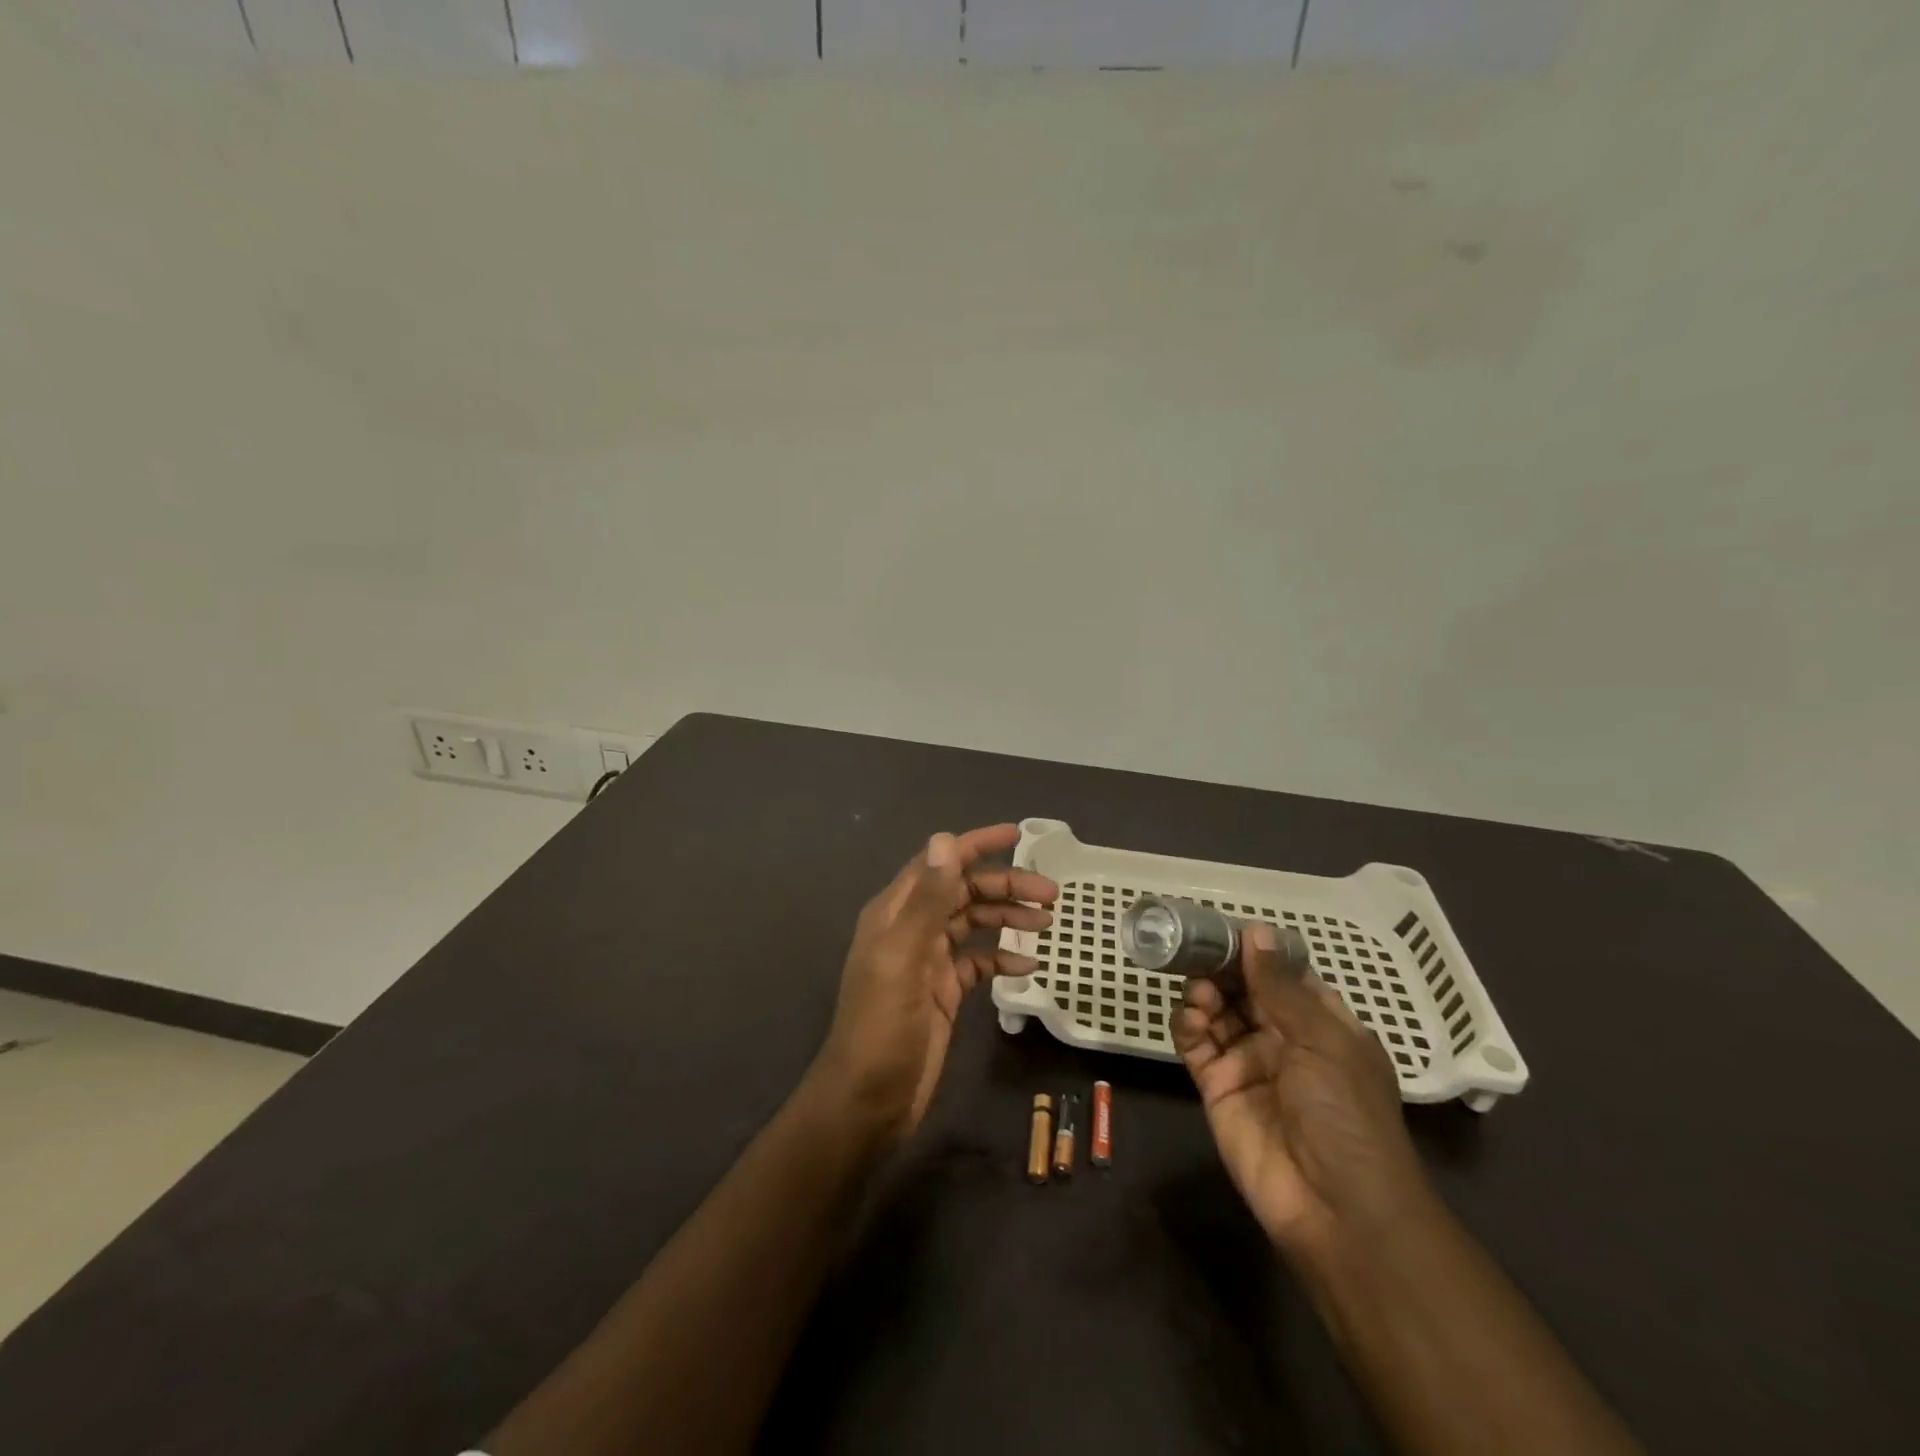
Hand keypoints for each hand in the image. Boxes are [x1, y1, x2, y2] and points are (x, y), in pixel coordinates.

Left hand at [811, 824, 1057, 1138]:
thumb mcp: (905, 958)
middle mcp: (911, 929)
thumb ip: (927, 900)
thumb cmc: (883, 1026)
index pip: (939, 863)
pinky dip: (1001, 960)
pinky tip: (1028, 968)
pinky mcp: (942, 992)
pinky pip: (977, 963)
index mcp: (895, 913)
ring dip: (1007, 918)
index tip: (1018, 835)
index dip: (975, 845)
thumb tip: (946, 839)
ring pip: (973, 924)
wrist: (868, 1101)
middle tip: (1050, 893)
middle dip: (1004, 885)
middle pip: (963, 892)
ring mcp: (927, 961)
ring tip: (1046, 923)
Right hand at [1173, 922, 1432, 1253]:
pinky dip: (1188, 1027)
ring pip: (1217, 1013)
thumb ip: (1280, 986)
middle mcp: (1284, 1040)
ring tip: (1201, 995)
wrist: (1337, 1209)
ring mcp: (1249, 1064)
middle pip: (1244, 990)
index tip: (1226, 928)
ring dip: (1205, 995)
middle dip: (1222, 970)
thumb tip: (1256, 931)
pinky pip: (1196, 1046)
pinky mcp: (1217, 1089)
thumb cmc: (1346, 1114)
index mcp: (1322, 1026)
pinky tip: (1190, 1020)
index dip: (1258, 953)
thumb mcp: (1322, 1041)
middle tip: (1198, 953)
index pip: (1285, 977)